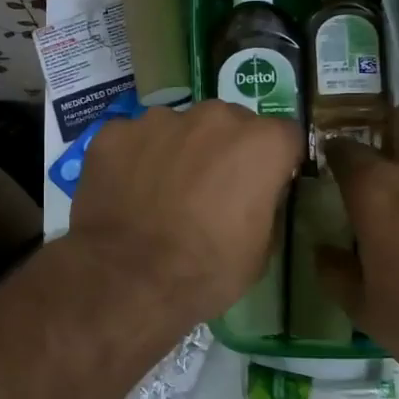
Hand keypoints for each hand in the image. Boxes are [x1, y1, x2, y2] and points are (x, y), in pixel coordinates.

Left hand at [70, 101, 302, 324]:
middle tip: (208, 190)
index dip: (274, 162)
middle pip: (228, 124)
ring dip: (177, 150)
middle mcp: (213, 118)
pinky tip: (125, 191)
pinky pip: (133, 139)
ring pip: (178, 127)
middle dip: (223, 150)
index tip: (262, 185)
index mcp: (260, 144)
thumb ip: (264, 205)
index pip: (283, 137)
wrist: (127, 280)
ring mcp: (159, 120)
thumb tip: (255, 194)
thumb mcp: (260, 251)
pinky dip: (132, 158)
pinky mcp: (115, 133)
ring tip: (160, 192)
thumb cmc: (205, 272)